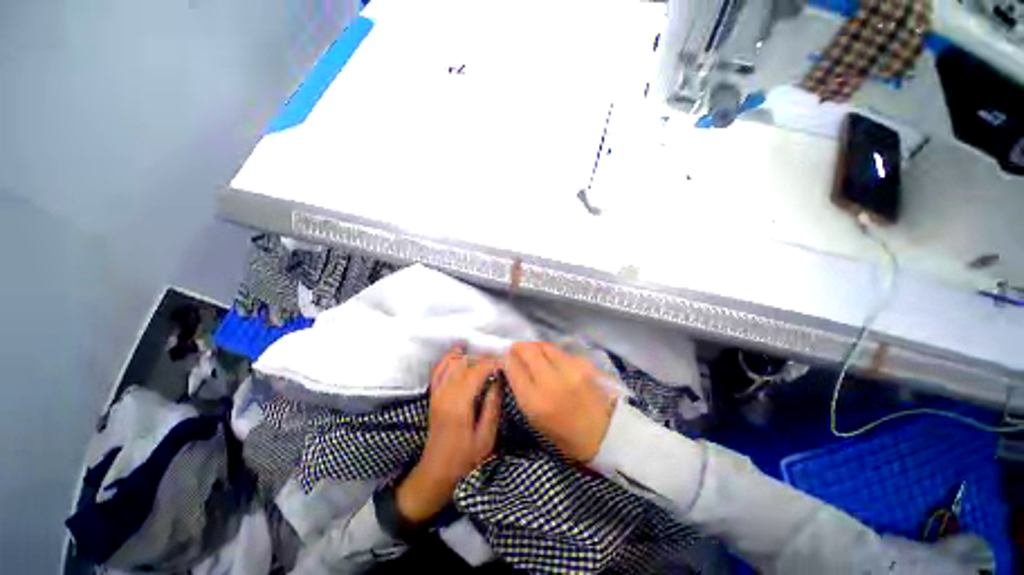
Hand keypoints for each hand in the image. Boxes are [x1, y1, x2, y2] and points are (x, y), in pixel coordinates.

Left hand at [396, 346, 501, 524]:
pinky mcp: (433, 394)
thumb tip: (498, 381)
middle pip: (465, 363)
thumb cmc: (465, 458)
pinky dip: (449, 357)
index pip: (476, 371)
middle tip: (499, 362)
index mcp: (459, 404)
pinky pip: (439, 368)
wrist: (436, 472)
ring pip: (452, 362)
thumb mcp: (486, 437)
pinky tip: (459, 351)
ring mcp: (437, 392)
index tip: (505, 363)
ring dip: (469, 356)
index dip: (492, 363)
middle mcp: (445, 393)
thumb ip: (492, 406)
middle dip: (483, 358)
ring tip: (485, 358)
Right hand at [505, 342, 616, 461]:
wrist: (604, 435)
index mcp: (535, 402)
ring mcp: (570, 370)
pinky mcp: (584, 364)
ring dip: (536, 347)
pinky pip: (561, 352)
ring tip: (535, 353)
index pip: (514, 367)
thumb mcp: (534, 419)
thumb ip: (522, 389)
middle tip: (517, 348)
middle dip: (520, 346)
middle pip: (529, 350)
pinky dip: (553, 353)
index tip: (506, 355)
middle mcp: (551, 381)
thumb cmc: (564, 434)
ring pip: (545, 346)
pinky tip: (554, 361)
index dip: (508, 358)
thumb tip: (513, 364)